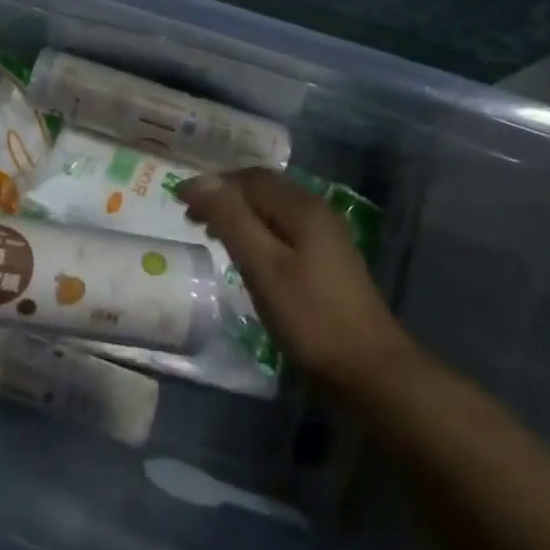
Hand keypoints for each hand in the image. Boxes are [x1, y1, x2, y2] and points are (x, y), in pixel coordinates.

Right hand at [179, 168, 415, 393]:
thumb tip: (198, 181)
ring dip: (239, 213)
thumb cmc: (310, 317)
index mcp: (301, 207)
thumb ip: (230, 219)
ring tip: (210, 232)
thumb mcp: (263, 266)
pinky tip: (246, 253)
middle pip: (262, 188)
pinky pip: (283, 228)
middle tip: (190, 216)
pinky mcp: (327, 259)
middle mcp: (316, 211)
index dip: (212, 183)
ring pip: (273, 209)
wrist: (371, 371)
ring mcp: (326, 235)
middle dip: (224, 195)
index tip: (178, 200)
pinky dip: (256, 230)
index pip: (249, 178)